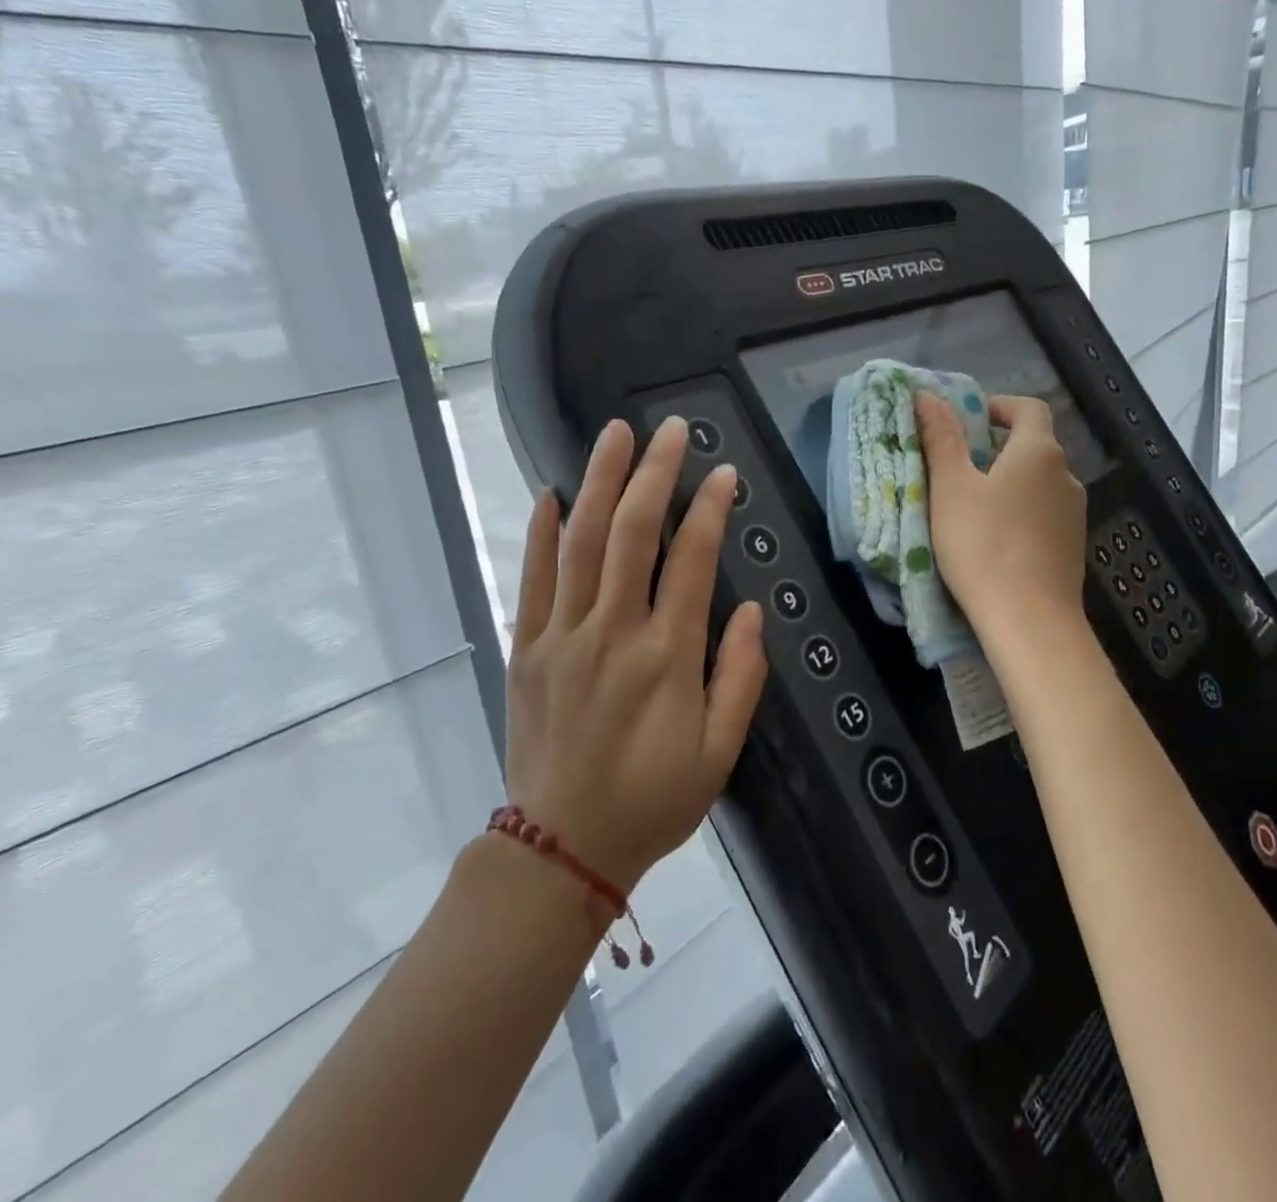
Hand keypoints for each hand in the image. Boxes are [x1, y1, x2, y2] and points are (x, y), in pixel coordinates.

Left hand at [505, 417, 766, 892]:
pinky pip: (532, 579)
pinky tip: (549, 492)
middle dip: (654, 473)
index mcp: (667, 656)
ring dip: (598, 481)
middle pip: (631, 533)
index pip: (692, 560)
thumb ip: (739, 676)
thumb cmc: (654, 799)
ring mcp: (563, 636)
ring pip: (580, 541)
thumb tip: (748, 609)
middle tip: (670, 430)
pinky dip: (540, 531)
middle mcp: (613, 632)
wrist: (563, 848)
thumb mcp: (719, 751)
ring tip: (613, 434)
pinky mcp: (527, 649)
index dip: (710, 509)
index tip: (725, 473)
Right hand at [915, 392, 1087, 642]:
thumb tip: (927, 395)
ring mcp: (1074, 514)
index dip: (998, 406)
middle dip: (995, 448)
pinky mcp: (1072, 547)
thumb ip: (941, 438)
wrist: (1030, 621)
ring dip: (1007, 483)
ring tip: (969, 507)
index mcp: (1039, 452)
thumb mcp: (951, 488)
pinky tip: (994, 540)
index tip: (966, 421)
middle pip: (1033, 446)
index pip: (1028, 408)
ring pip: (1037, 483)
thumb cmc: (984, 545)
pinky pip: (1043, 514)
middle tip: (955, 467)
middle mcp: (1066, 476)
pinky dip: (1019, 513)